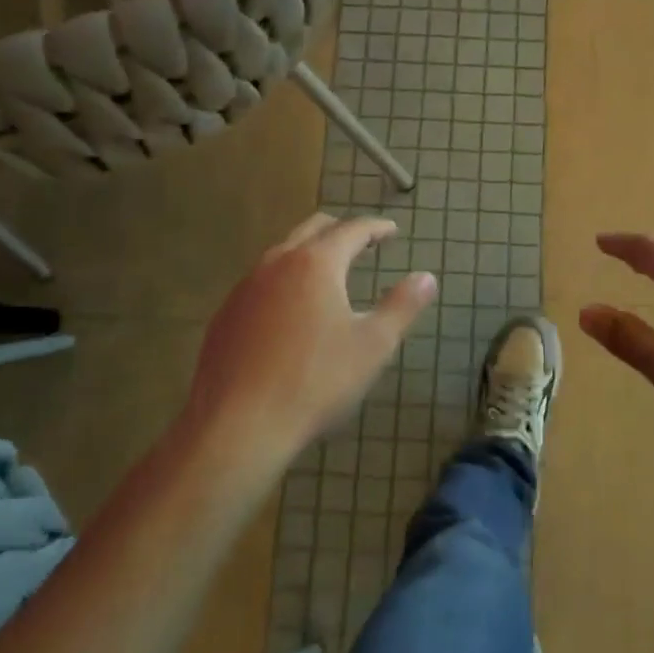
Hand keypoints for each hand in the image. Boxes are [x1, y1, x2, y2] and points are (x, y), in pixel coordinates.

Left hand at [185, 214, 435, 468]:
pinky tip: (291, 310)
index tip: (392, 231)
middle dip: (341, 230)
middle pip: (313, 229)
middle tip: (363, 243)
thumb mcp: (373, 346)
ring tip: (329, 273)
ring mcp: (246, 287)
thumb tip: (426, 278)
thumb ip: (402, 306)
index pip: (352, 229)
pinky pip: (261, 282)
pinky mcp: (227, 314)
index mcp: (316, 264)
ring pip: (283, 253)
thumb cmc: (315, 381)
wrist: (238, 424)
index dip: (376, 227)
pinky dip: (285, 280)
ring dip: (310, 253)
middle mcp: (277, 263)